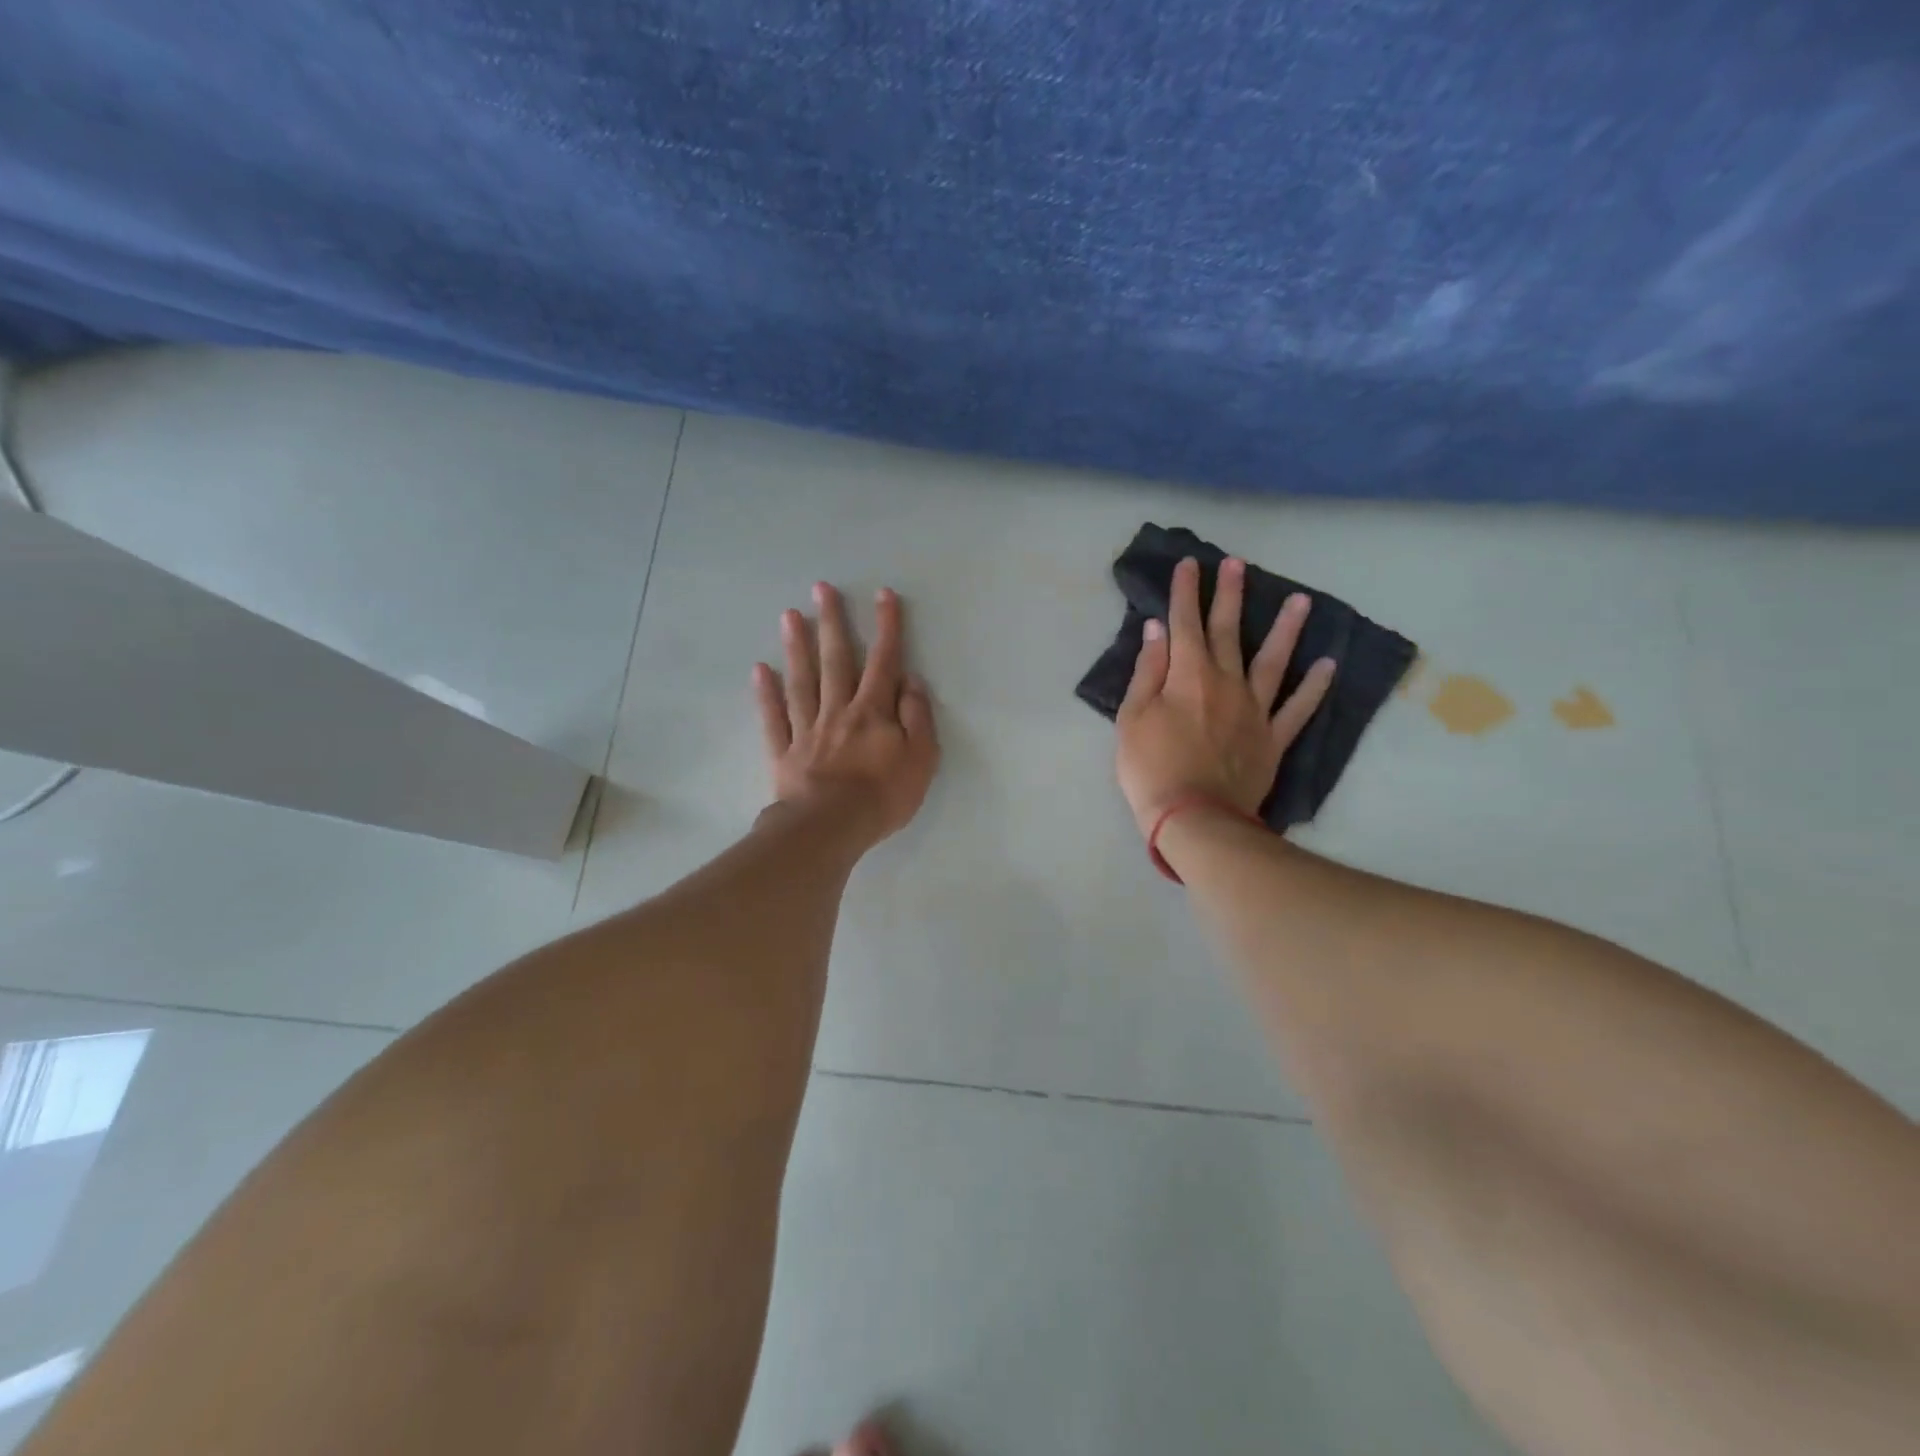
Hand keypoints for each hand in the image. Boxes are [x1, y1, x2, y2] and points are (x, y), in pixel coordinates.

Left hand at [754, 582, 938, 843]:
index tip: (882, 594)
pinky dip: (766, 693)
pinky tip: (760, 670)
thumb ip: (918, 717)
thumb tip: (911, 681)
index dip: (886, 627)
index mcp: (874, 711)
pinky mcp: (784, 751)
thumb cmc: (883, 796)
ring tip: (789, 615)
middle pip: (835, 659)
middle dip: (831, 622)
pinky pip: (774, 717)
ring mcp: (807, 729)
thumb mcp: (922, 758)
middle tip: (821, 588)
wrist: (831, 827)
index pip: (884, 661)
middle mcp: (839, 710)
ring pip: (802, 680)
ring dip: (796, 646)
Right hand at [1115, 556, 1334, 838]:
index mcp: (1187, 676)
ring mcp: (1255, 710)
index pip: (1184, 624)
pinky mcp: (1273, 738)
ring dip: (1285, 629)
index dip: (1185, 592)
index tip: (1189, 564)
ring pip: (1273, 661)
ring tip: (1300, 600)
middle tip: (1237, 564)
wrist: (1194, 818)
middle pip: (1227, 632)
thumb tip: (1157, 630)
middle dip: (1229, 595)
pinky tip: (1328, 664)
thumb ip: (1147, 671)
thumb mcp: (1132, 717)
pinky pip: (1299, 708)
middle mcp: (1226, 682)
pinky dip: (1315, 686)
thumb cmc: (1151, 768)